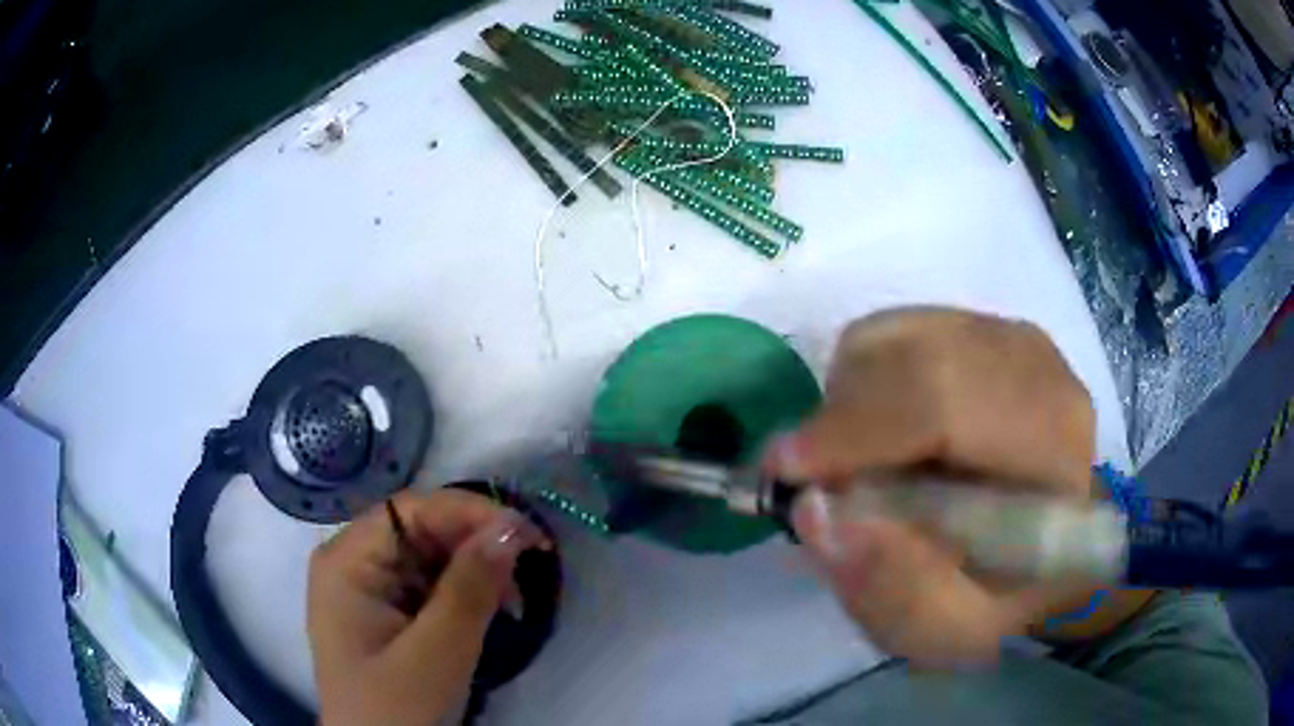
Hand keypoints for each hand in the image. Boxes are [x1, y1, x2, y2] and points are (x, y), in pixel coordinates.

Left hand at [307, 488, 546, 725]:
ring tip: (512, 601)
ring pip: (430, 555)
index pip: (409, 510)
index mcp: (346, 561)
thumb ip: (470, 588)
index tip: (528, 534)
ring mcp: (368, 586)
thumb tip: (511, 525)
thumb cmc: (396, 708)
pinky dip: (465, 591)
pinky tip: (490, 609)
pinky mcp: (386, 609)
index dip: (469, 512)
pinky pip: (430, 582)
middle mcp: (352, 562)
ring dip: (476, 570)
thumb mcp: (437, 652)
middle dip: (476, 545)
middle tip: (526, 573)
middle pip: (420, 529)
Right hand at [769, 307, 1103, 664]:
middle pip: (916, 355)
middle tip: (810, 476)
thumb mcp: (944, 629)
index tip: (785, 470)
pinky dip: (866, 377)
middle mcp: (1042, 374)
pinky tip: (883, 431)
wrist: (1035, 556)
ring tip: (857, 463)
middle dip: (845, 416)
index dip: (857, 428)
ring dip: (853, 399)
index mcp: (1051, 450)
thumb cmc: (997, 599)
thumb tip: (816, 510)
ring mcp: (1014, 341)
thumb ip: (889, 589)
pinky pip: (897, 329)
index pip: (949, 402)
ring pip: (897, 334)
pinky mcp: (986, 331)